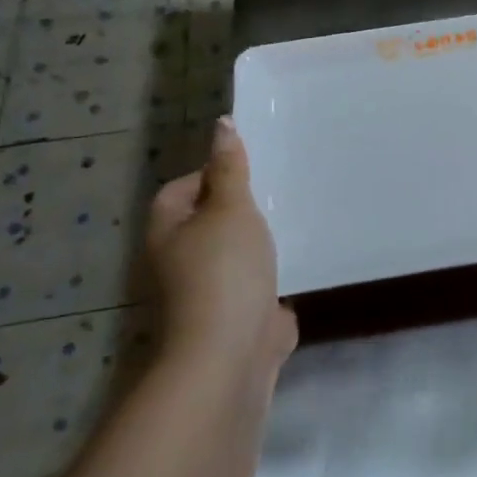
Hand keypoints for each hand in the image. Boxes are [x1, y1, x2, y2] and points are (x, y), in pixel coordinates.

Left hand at [146, 117, 296, 381]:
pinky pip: (261, 279)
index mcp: (170, 229)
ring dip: (264, 238)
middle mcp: (184, 257)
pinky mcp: (242, 311)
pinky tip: (305, 254)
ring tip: (299, 213)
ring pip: (240, 249)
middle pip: (213, 217)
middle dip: (245, 205)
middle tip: (281, 186)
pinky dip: (279, 269)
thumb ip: (230, 168)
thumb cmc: (225, 270)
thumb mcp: (230, 208)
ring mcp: (213, 287)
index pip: (185, 186)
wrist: (232, 353)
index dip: (215, 172)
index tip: (252, 168)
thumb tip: (221, 123)